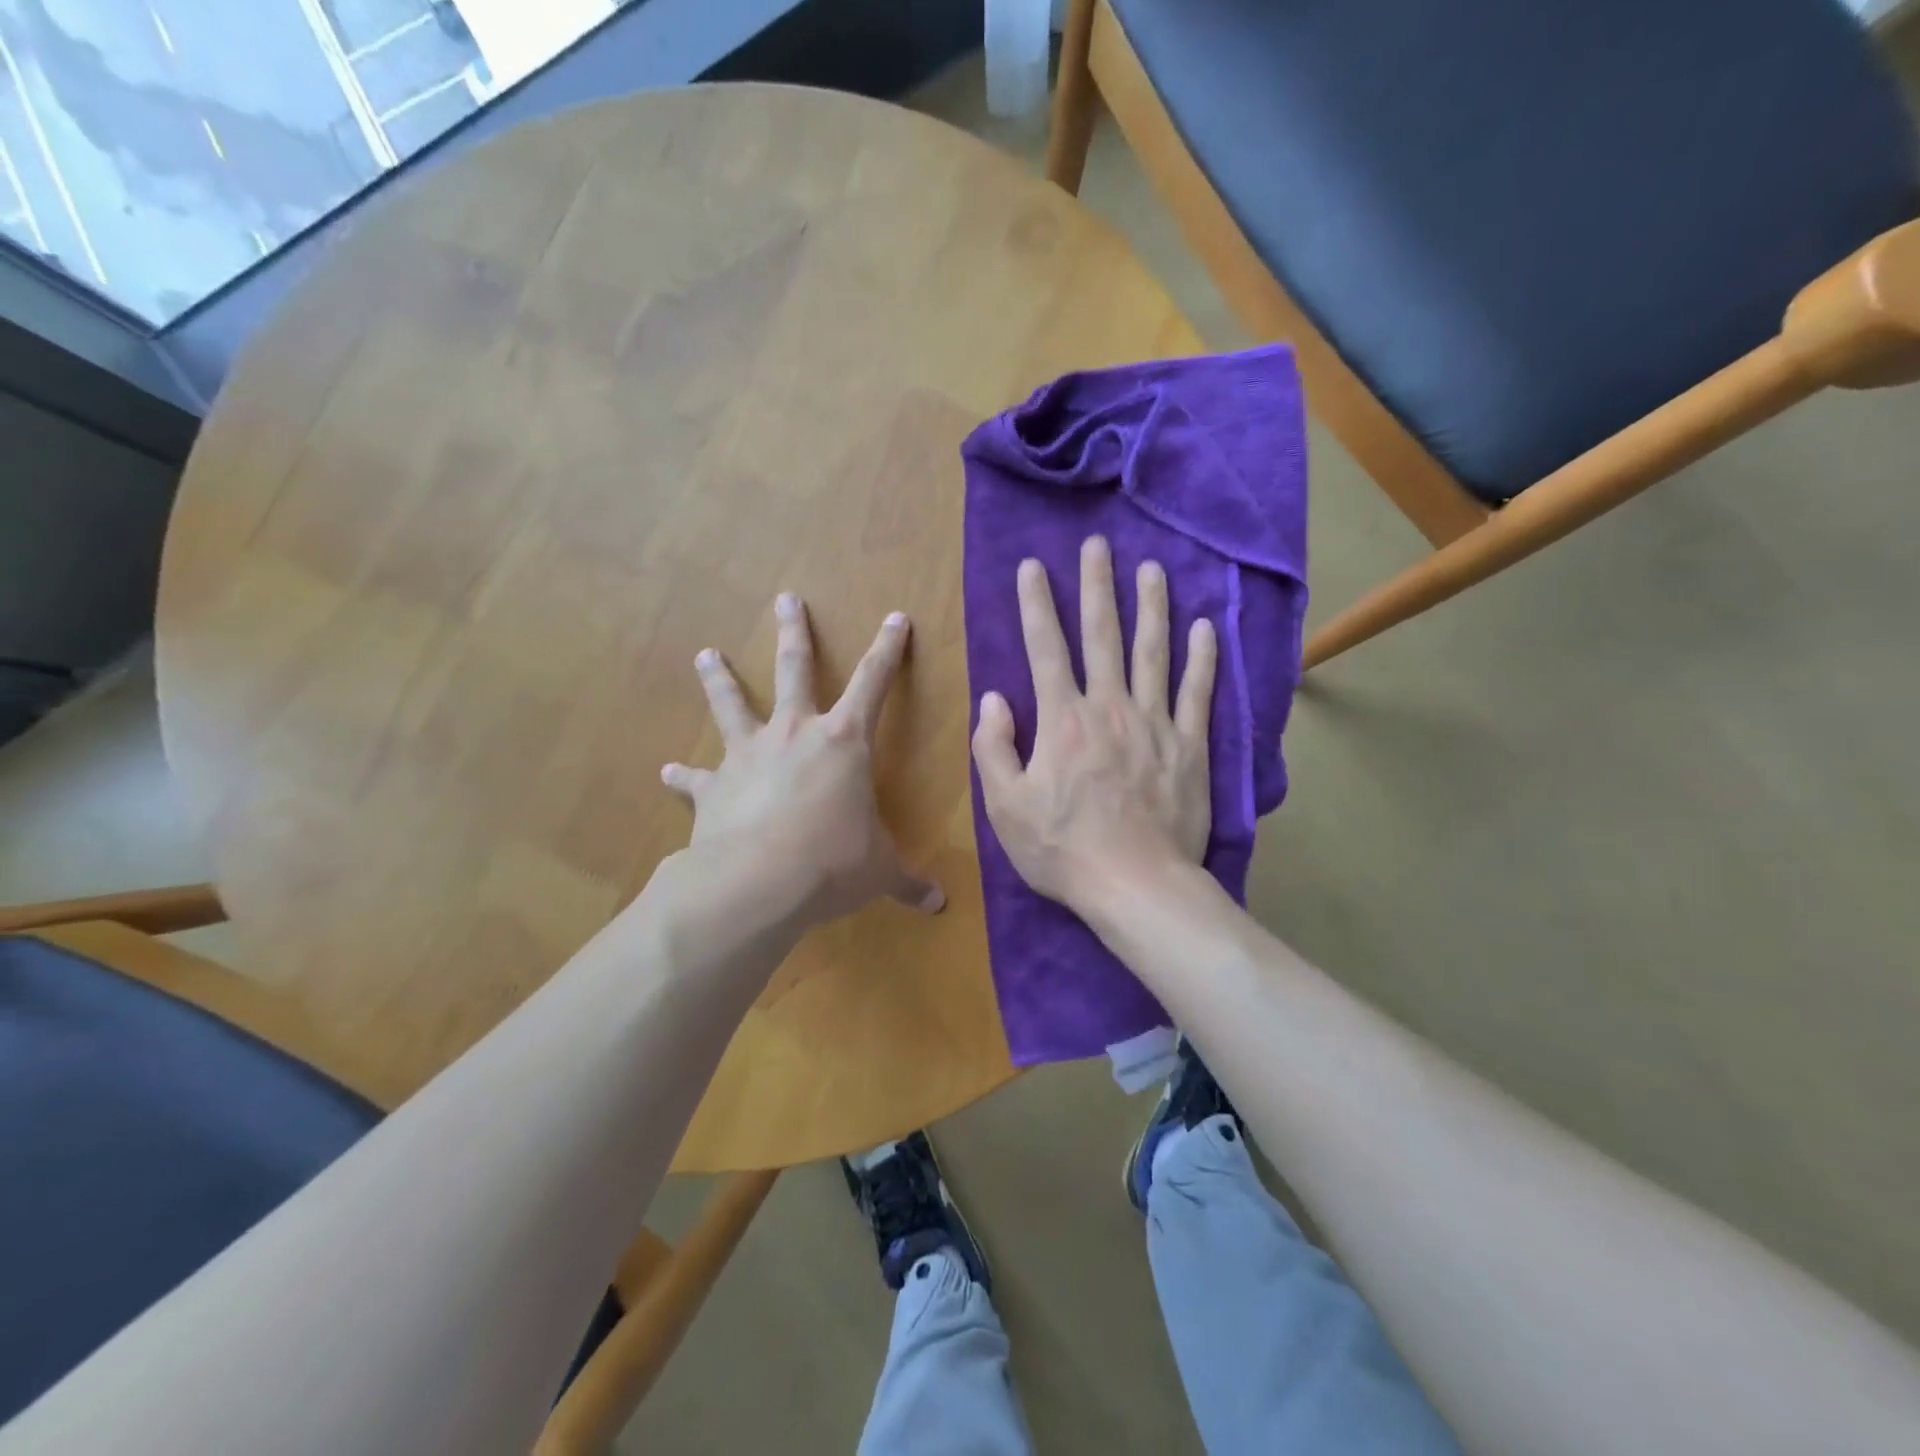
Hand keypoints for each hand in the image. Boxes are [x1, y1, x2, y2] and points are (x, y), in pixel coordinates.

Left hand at [662, 594, 943, 928]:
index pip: (875, 683)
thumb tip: (940, 906)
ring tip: (705, 655)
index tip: (894, 617)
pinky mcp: (713, 787)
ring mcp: (748, 755)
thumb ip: (908, 882)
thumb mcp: (880, 871)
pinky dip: (683, 774)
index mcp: (843, 742)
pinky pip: (695, 777)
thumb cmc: (834, 862)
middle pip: (795, 669)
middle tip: (785, 599)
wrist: (758, 882)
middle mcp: (794, 734)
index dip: (888, 649)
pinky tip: (667, 770)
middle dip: (795, 632)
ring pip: (732, 705)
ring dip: (719, 679)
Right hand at [972, 536, 1216, 911]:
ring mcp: (1154, 723)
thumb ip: (993, 747)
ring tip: (1152, 568)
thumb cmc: (1062, 850)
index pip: (1044, 648)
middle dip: (1097, 586)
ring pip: (1153, 652)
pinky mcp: (1190, 746)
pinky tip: (1207, 627)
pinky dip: (1203, 658)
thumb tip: (993, 698)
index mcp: (1062, 720)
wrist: (1135, 884)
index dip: (1035, 604)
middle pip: (1102, 635)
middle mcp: (1109, 707)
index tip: (1032, 566)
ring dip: (1151, 606)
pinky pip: (1198, 693)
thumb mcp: (1005, 806)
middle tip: (1098, 545)